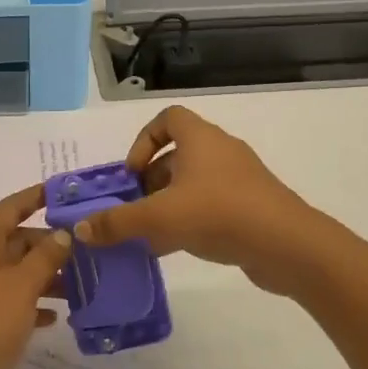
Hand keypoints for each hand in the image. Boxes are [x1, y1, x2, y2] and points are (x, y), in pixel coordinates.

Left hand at [0, 184, 73, 368]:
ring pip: (16, 272)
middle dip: (49, 243)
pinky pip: (12, 300)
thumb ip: (46, 256)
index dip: (34, 197)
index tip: (62, 192)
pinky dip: (33, 303)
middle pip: (15, 241)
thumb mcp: (23, 285)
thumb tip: (63, 234)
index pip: (9, 208)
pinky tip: (56, 315)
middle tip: (85, 248)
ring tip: (80, 283)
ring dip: (45, 275)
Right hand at [74, 106, 327, 296]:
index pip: (169, 118)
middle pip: (177, 155)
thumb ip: (118, 222)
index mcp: (201, 138)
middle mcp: (220, 151)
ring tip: (148, 233)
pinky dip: (189, 221)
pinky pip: (211, 206)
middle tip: (134, 208)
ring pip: (193, 184)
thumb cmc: (219, 214)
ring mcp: (239, 180)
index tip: (132, 173)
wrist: (287, 245)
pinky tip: (173, 249)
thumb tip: (80, 229)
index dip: (144, 140)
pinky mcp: (251, 207)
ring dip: (168, 204)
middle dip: (150, 181)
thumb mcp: (160, 217)